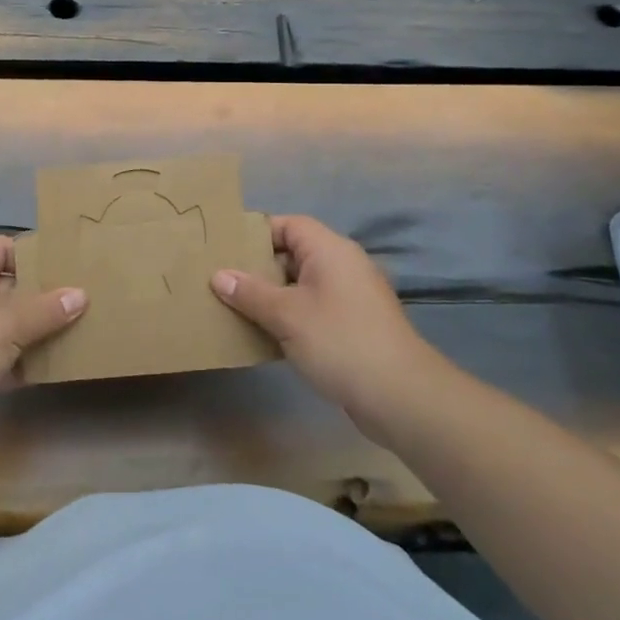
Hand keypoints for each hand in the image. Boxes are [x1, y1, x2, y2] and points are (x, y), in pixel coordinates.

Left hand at [0, 236, 86, 454]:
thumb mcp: (10, 321)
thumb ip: (47, 308)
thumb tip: (81, 294)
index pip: (0, 246)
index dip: (31, 252)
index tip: (65, 265)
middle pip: (7, 285)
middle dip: (41, 294)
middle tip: (80, 299)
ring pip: (5, 324)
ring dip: (35, 331)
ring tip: (76, 331)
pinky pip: (0, 357)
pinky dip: (22, 362)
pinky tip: (53, 368)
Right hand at [210, 215, 438, 442]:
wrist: (400, 395)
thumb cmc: (339, 341)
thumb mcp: (286, 315)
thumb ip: (250, 293)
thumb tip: (219, 275)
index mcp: (330, 250)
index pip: (288, 225)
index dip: (256, 234)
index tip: (225, 250)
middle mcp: (343, 265)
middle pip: (293, 254)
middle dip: (258, 268)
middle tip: (222, 281)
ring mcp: (351, 297)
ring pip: (301, 285)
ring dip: (272, 296)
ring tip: (235, 308)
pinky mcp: (354, 325)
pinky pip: (313, 309)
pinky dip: (290, 317)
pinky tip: (265, 336)